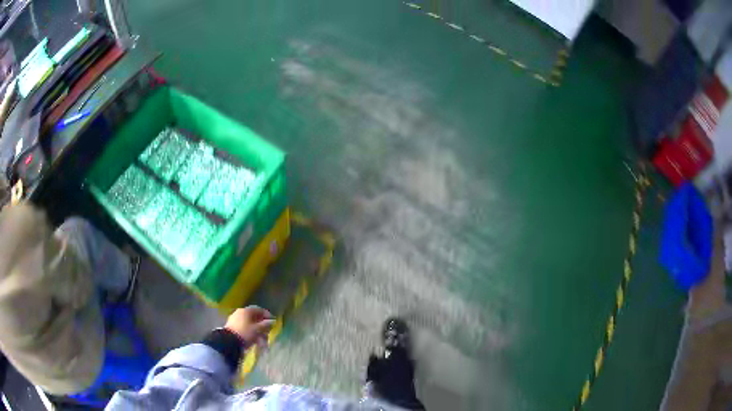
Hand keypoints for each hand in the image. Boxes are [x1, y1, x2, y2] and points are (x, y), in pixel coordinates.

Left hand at [225, 306, 274, 349]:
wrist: (228, 341)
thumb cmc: (245, 333)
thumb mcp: (258, 329)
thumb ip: (266, 325)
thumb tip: (272, 321)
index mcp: (246, 310)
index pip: (259, 309)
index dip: (267, 315)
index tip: (273, 321)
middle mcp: (240, 312)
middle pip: (254, 318)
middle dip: (262, 326)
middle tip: (268, 332)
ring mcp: (235, 319)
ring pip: (249, 324)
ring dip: (257, 332)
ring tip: (262, 341)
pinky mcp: (232, 327)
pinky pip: (244, 328)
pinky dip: (250, 333)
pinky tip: (254, 341)